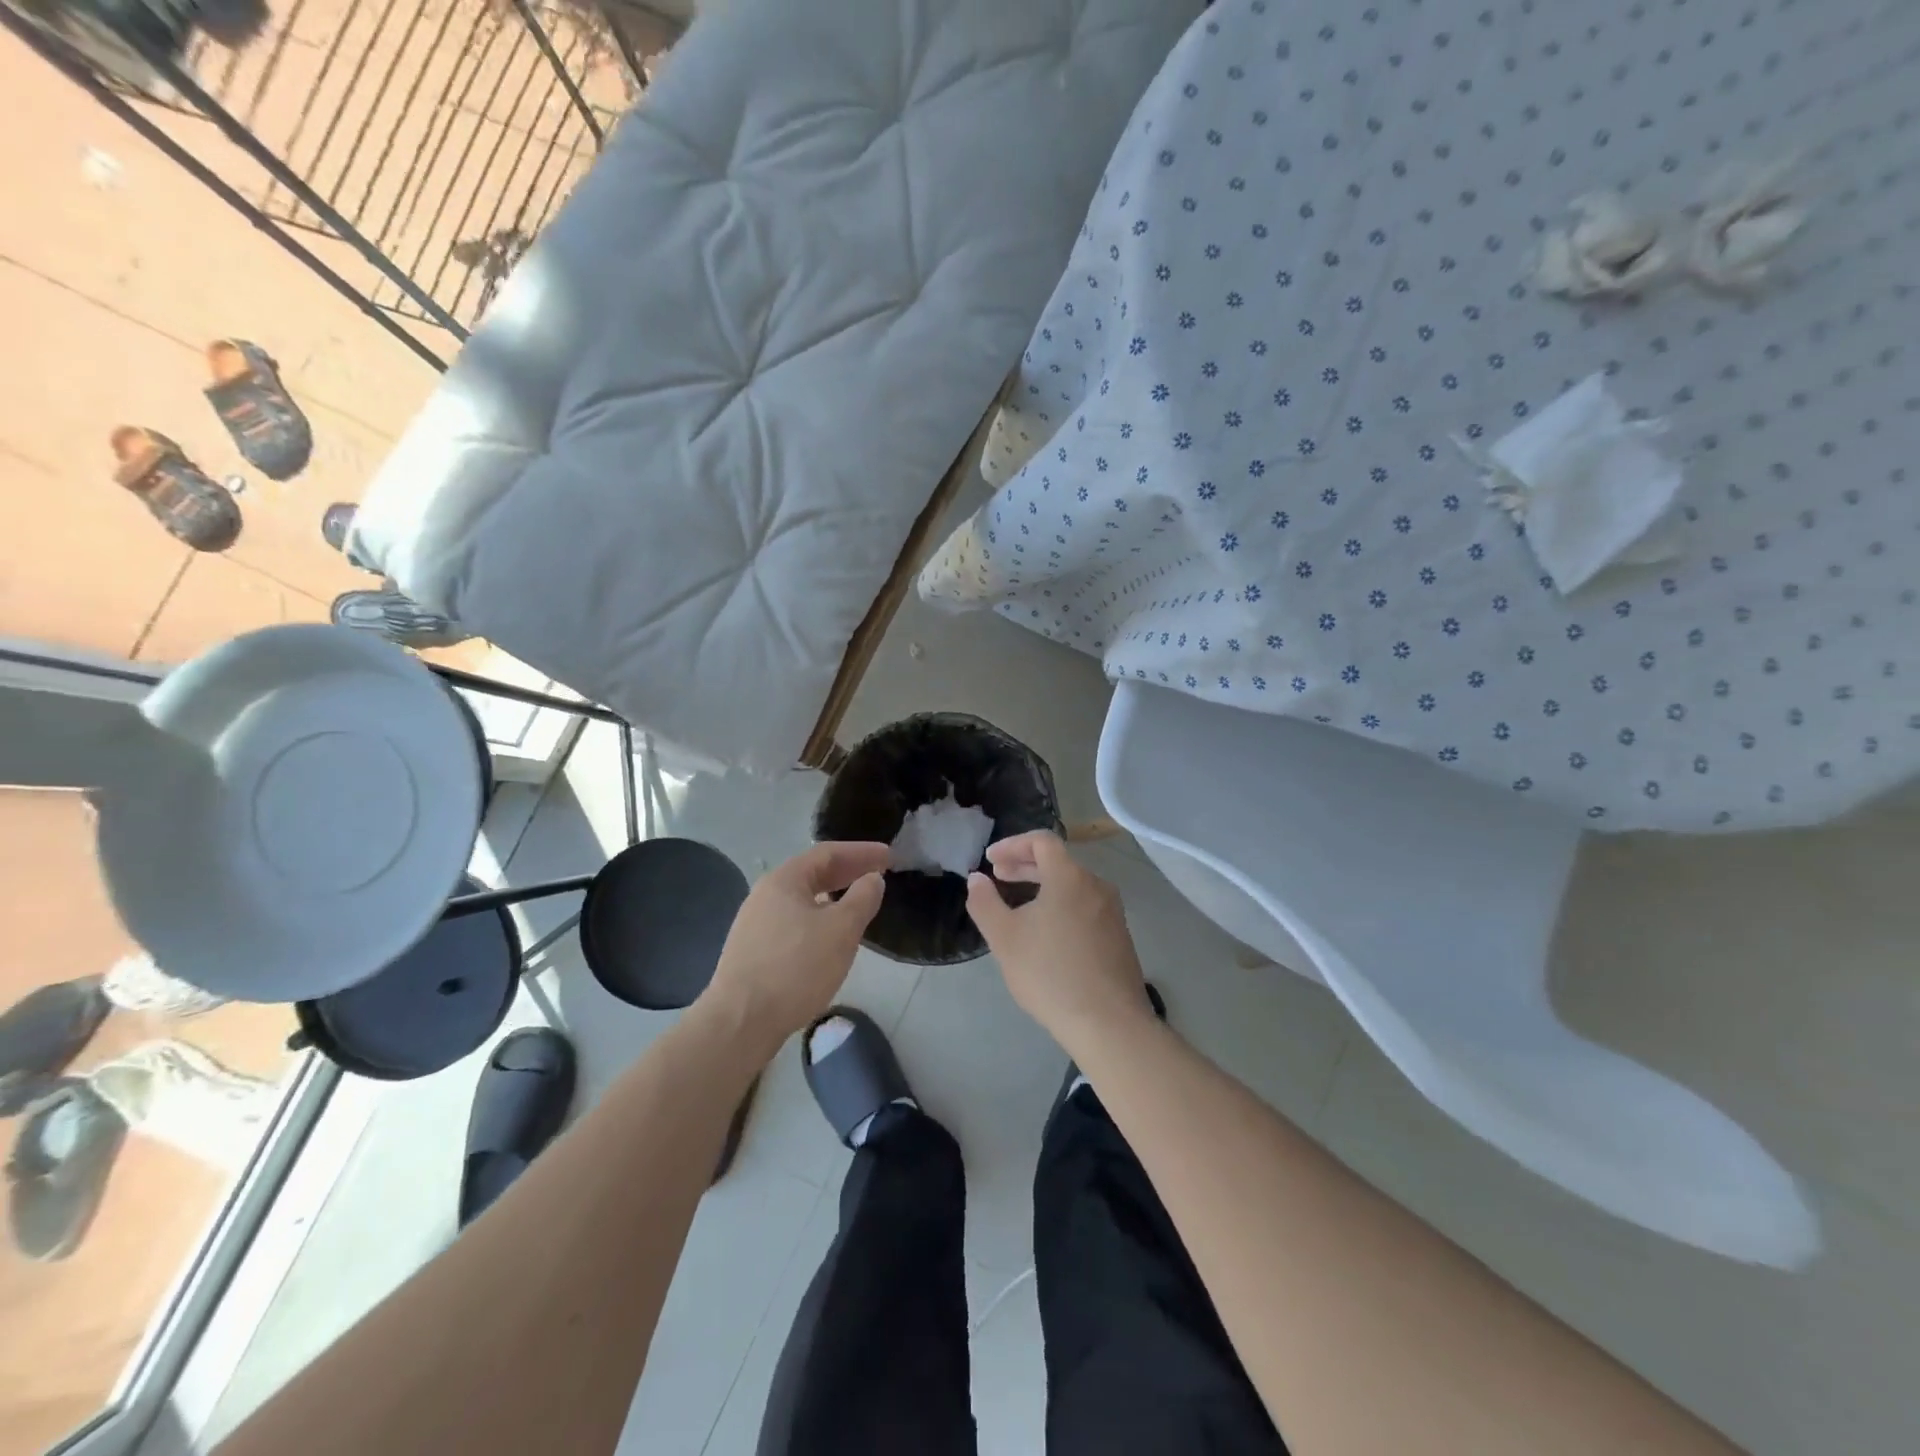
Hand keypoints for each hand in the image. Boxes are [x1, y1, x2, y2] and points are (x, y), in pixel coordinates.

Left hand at [702, 841, 888, 1054]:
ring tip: (858, 906)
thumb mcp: (841, 930)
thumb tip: (872, 879)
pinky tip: (829, 938)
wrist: (740, 1022)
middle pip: (813, 874)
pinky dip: (819, 919)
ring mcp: (755, 924)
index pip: (828, 853)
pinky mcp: (753, 952)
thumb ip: (862, 899)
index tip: (889, 856)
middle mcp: (765, 895)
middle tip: (879, 875)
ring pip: (803, 900)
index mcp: (784, 880)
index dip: (862, 852)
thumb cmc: (795, 968)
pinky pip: (794, 922)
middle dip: (848, 872)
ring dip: (834, 897)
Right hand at [966, 831, 1152, 1057]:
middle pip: (1058, 862)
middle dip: (1024, 865)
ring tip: (1019, 906)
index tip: (990, 860)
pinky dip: (1061, 905)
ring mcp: (1113, 911)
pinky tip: (1047, 932)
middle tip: (998, 877)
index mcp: (1070, 877)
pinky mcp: (1120, 936)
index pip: (1041, 841)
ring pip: (1073, 885)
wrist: (1108, 1023)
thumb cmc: (1050, 974)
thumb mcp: (1005, 938)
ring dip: (1043, 886)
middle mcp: (1096, 885)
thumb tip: (977, 879)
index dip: (1012, 844)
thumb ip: (985, 902)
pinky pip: (1085, 906)